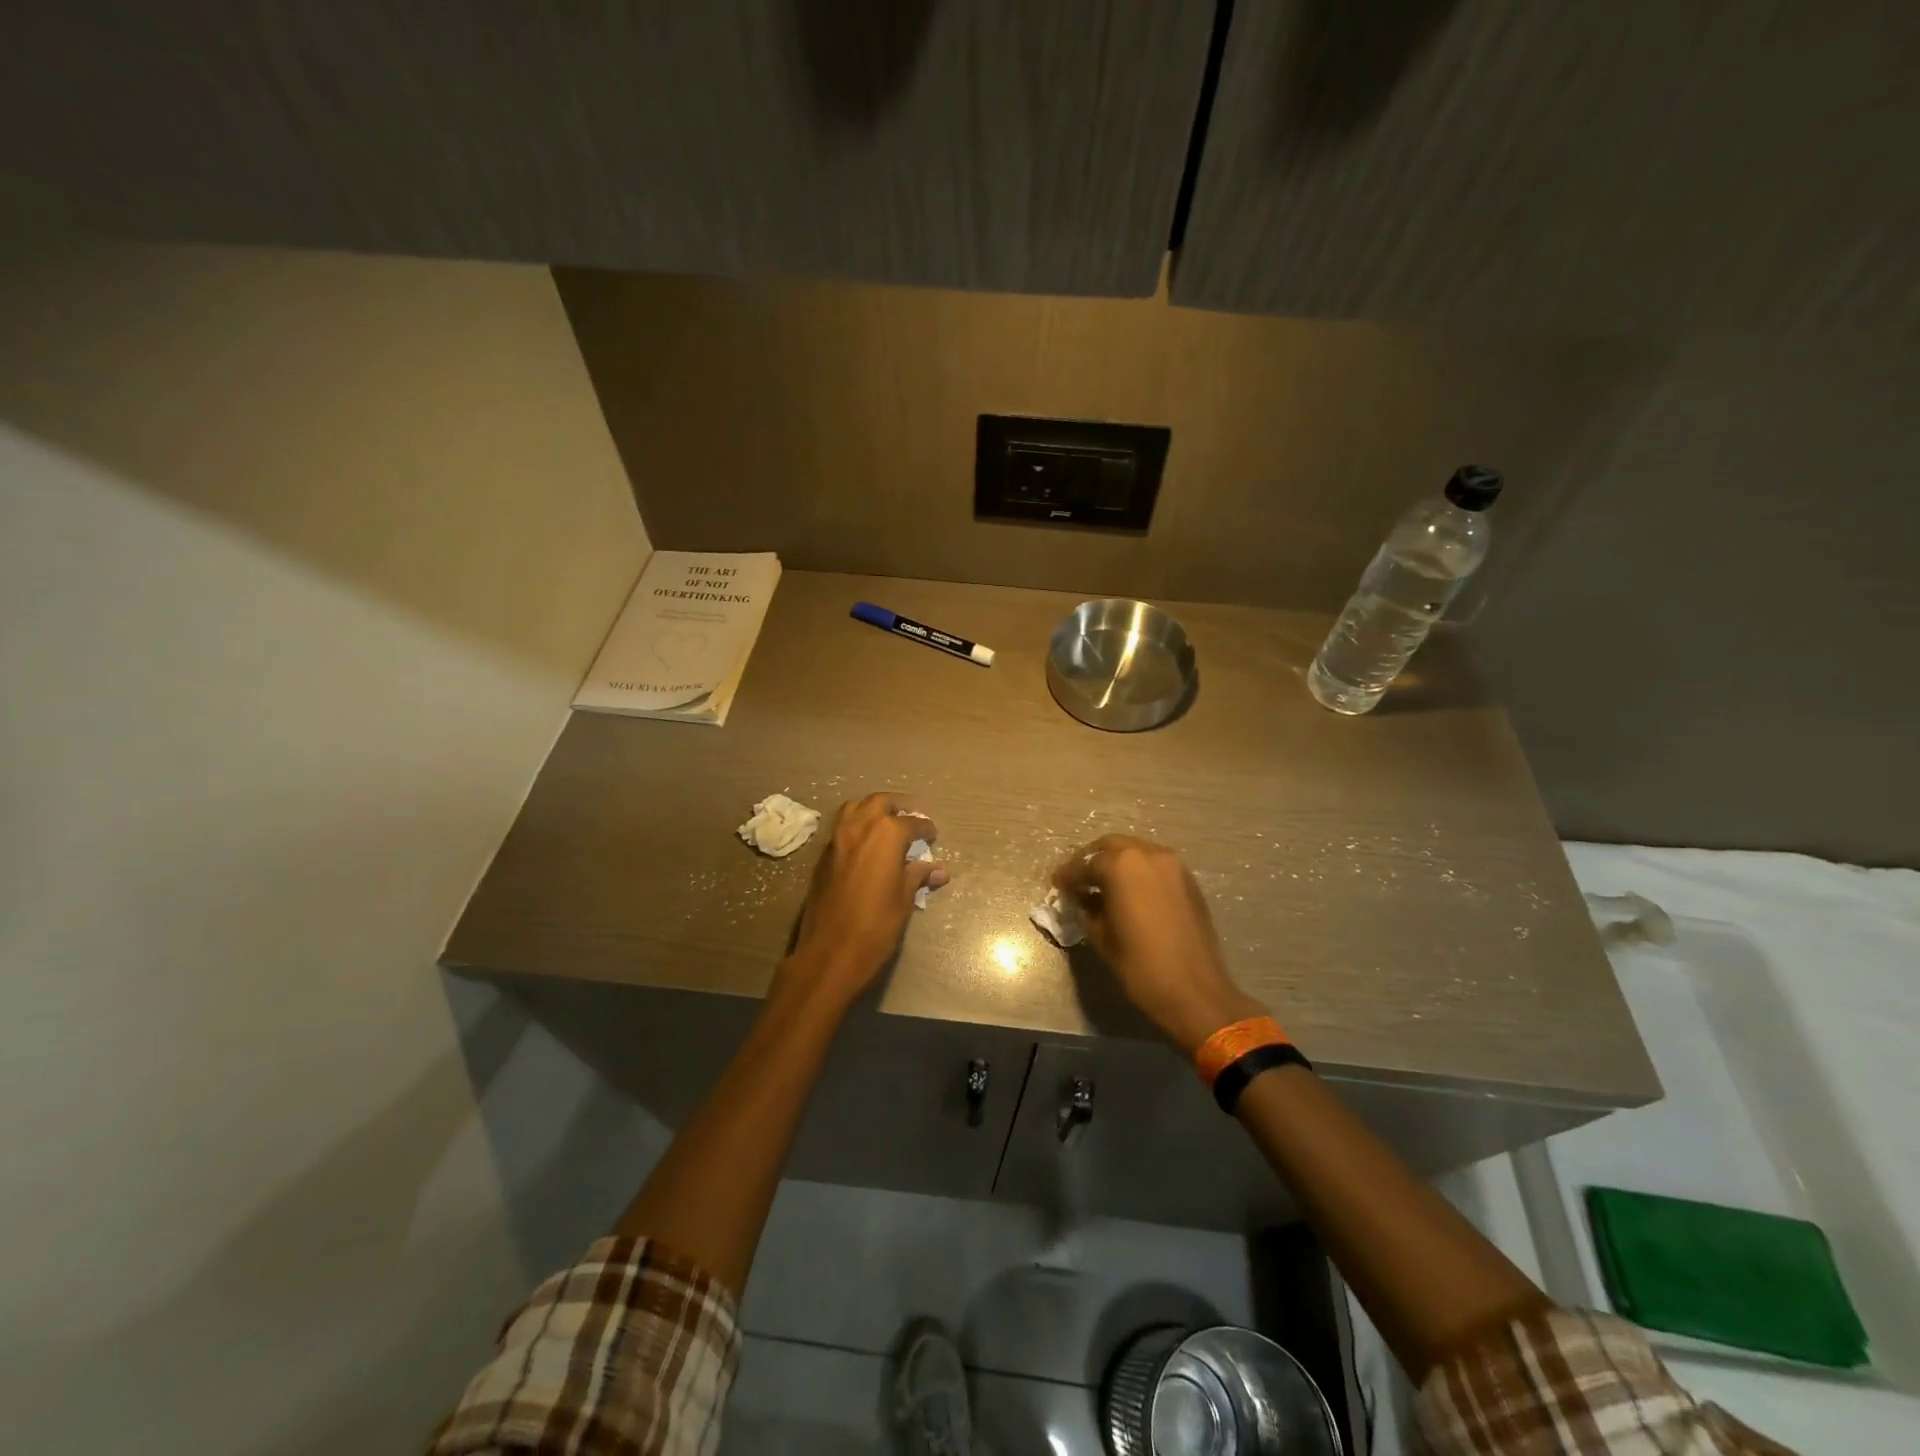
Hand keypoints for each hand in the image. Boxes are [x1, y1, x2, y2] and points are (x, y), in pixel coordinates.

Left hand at [784, 793, 945, 1003]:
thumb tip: (939, 870)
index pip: (912, 822)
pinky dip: (856, 825)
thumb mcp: (904, 899)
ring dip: (872, 809)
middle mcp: (860, 826)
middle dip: (898, 806)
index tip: (932, 835)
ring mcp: (837, 838)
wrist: (830, 951)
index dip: (925, 828)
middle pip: (880, 802)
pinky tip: (866, 844)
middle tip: (910, 819)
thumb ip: (918, 876)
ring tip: (886, 824)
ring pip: (855, 808)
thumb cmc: (876, 925)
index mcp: (886, 834)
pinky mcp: (823, 854)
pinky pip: (842, 826)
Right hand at [1053, 835, 1265, 1055]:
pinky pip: (1154, 865)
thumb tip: (1082, 899)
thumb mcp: (1102, 937)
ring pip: (1135, 852)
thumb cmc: (1141, 966)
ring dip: (1116, 863)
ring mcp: (1173, 865)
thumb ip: (1088, 909)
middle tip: (1078, 879)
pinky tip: (1129, 893)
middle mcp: (1148, 854)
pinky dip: (1137, 872)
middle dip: (1091, 860)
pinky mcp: (1188, 880)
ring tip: (1102, 886)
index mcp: (1122, 866)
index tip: (1057, 884)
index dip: (1068, 875)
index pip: (1086, 863)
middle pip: (1111, 846)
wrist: (1195, 991)